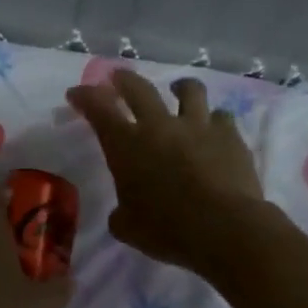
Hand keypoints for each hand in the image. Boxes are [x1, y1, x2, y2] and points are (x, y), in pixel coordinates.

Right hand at [66, 70, 264, 270]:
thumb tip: (125, 211)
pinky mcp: (230, 136)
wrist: (225, 228)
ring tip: (179, 90)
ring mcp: (198, 126)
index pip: (98, 109)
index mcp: (126, 145)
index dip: (85, 97)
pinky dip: (214, 121)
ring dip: (180, 87)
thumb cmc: (166, 230)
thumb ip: (121, 212)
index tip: (76, 93)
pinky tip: (214, 131)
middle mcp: (159, 126)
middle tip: (117, 78)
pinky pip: (221, 117)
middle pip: (138, 88)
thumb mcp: (127, 227)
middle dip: (124, 80)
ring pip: (189, 90)